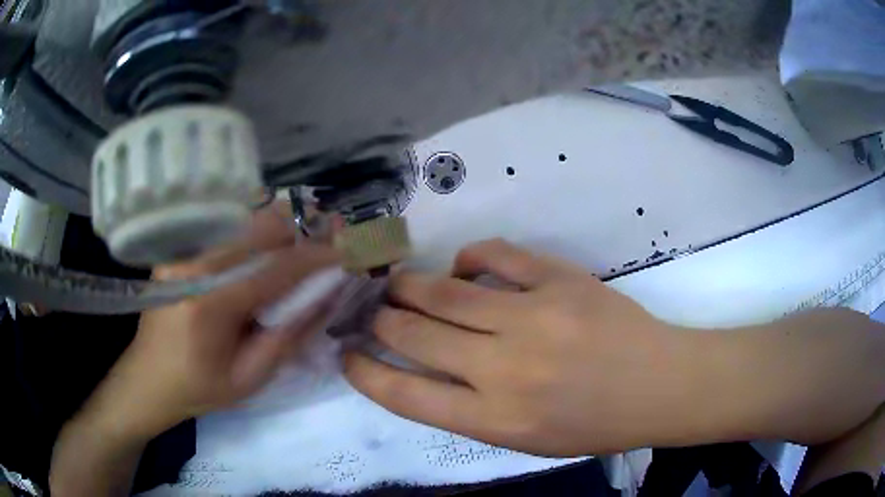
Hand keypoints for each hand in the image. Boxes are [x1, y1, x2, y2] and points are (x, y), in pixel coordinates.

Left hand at [90, 204, 343, 440]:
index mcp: (210, 304)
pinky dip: (252, 230)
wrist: (147, 380)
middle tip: (329, 237)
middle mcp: (193, 265)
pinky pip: (223, 229)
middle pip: (257, 229)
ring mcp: (181, 252)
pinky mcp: (177, 250)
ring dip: (278, 226)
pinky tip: (267, 242)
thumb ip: (290, 335)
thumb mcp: (251, 377)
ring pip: (240, 221)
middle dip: (300, 230)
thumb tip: (327, 297)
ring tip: (303, 238)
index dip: (315, 258)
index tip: (347, 252)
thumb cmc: (199, 388)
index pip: (274, 268)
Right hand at [344, 239, 701, 455]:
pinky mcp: (561, 280)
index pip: (403, 394)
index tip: (347, 355)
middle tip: (373, 311)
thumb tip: (424, 368)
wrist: (658, 385)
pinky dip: (469, 258)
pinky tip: (464, 267)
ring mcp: (534, 317)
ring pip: (444, 291)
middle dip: (379, 319)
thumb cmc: (592, 424)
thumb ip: (469, 408)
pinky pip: (496, 255)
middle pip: (413, 334)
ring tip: (397, 283)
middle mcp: (504, 369)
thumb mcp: (524, 439)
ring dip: (409, 285)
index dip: (364, 371)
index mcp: (494, 419)